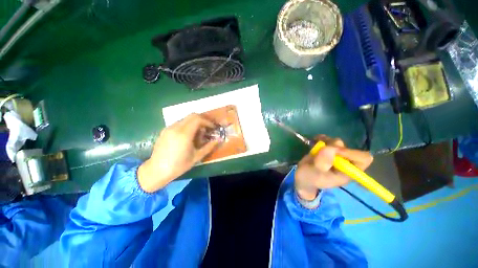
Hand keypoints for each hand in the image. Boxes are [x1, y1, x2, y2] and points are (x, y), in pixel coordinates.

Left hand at [137, 114, 219, 192]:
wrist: (156, 170)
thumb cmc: (178, 166)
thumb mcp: (197, 157)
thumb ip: (209, 147)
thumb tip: (218, 140)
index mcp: (184, 134)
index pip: (198, 119)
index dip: (207, 122)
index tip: (212, 128)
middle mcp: (175, 128)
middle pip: (192, 115)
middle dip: (202, 120)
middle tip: (207, 128)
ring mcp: (169, 128)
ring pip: (186, 119)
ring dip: (195, 123)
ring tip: (199, 134)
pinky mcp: (165, 130)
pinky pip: (179, 123)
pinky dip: (187, 125)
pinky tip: (188, 136)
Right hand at [295, 135, 372, 200]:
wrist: (302, 177)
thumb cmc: (309, 179)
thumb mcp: (315, 172)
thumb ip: (323, 161)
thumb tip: (332, 147)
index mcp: (347, 172)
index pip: (363, 159)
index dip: (351, 152)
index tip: (335, 151)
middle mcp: (345, 163)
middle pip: (349, 149)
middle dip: (335, 146)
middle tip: (322, 148)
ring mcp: (336, 157)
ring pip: (338, 143)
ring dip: (327, 141)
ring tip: (316, 142)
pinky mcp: (328, 152)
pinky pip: (329, 141)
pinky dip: (322, 138)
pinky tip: (315, 140)